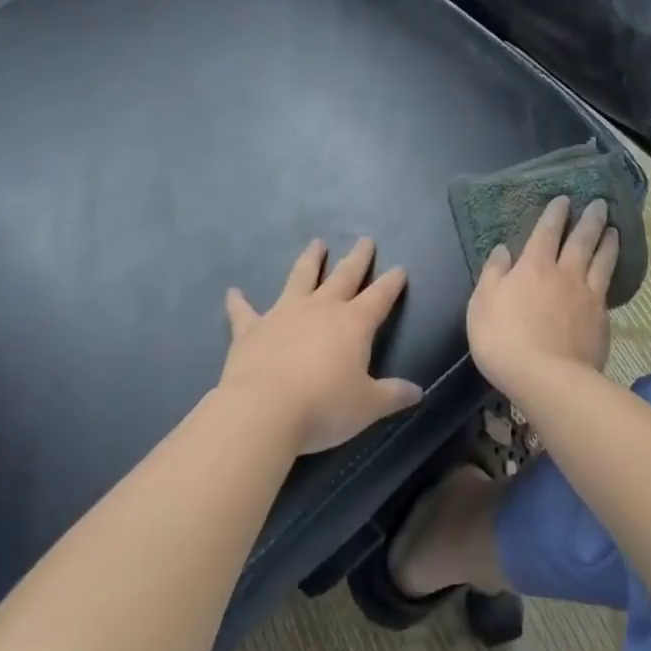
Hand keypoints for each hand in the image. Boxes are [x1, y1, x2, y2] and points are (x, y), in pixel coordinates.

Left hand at [220, 237, 421, 454]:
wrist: (264, 410)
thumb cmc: (324, 406)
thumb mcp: (368, 406)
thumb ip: (392, 395)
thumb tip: (418, 392)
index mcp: (354, 324)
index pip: (380, 296)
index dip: (391, 282)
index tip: (399, 268)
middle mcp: (321, 309)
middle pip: (344, 276)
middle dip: (357, 258)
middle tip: (365, 240)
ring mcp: (284, 314)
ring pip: (300, 278)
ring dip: (310, 260)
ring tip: (316, 243)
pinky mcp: (251, 329)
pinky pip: (244, 312)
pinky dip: (238, 302)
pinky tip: (233, 292)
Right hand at [466, 197, 618, 397]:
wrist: (547, 378)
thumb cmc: (504, 339)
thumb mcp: (482, 304)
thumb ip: (493, 274)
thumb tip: (502, 250)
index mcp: (533, 266)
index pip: (546, 232)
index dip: (555, 214)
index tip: (564, 199)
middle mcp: (565, 274)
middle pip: (581, 240)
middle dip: (590, 220)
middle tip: (600, 204)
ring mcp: (588, 296)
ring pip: (601, 261)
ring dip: (608, 243)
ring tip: (615, 230)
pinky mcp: (602, 320)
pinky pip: (607, 289)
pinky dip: (611, 275)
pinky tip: (612, 275)